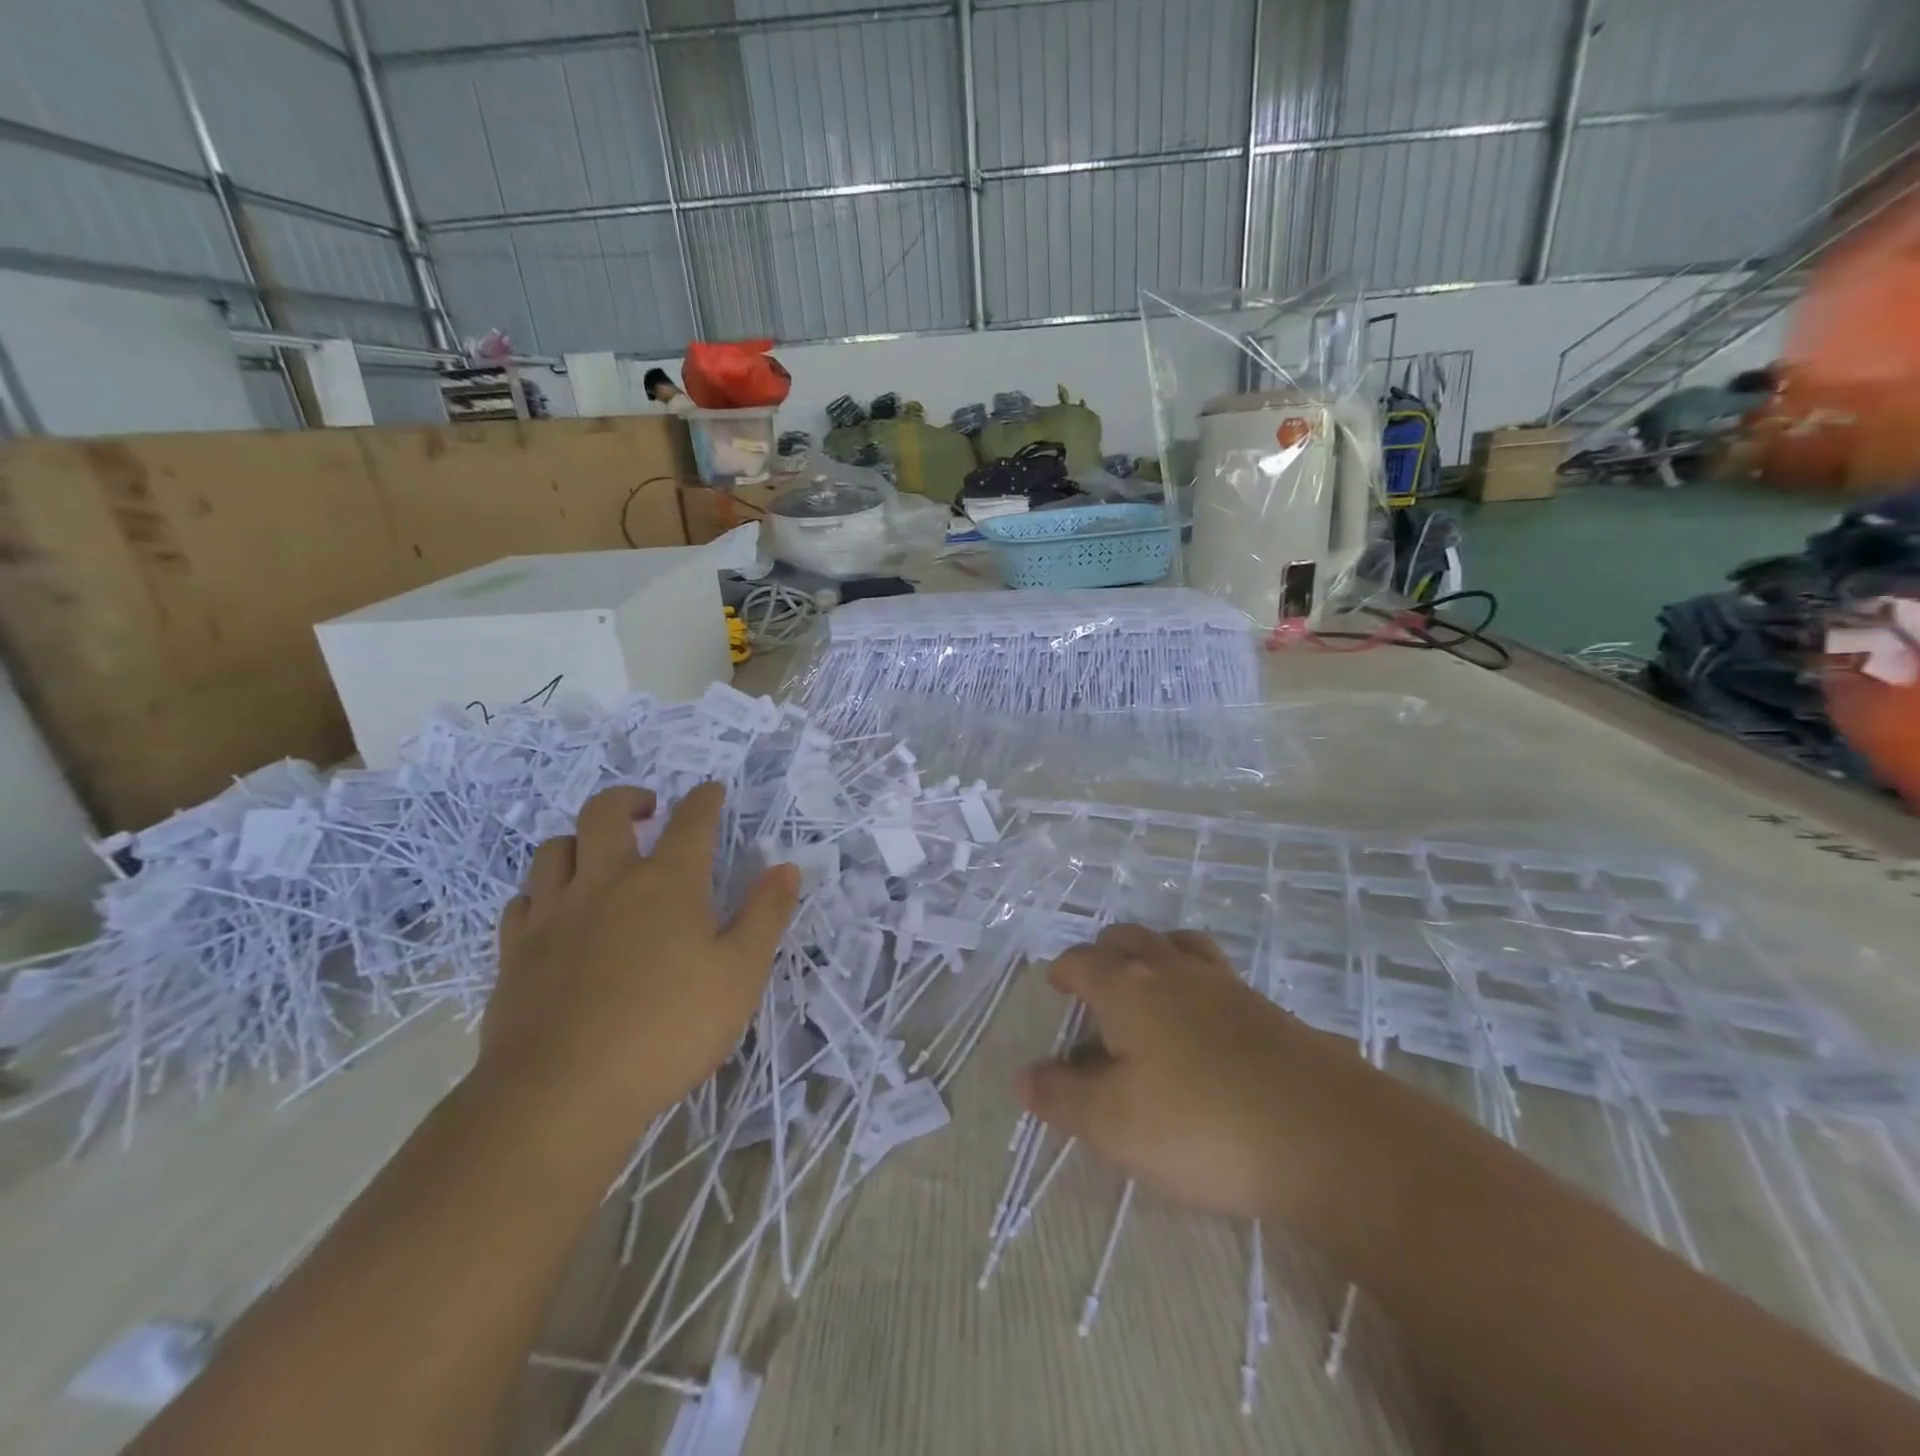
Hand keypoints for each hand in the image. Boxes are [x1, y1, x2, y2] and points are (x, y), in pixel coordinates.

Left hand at [476, 784, 799, 1139]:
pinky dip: (542, 892)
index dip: (704, 800)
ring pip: (555, 850)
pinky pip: (522, 901)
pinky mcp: (515, 952)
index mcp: (667, 882)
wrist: (562, 1093)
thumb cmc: (669, 1029)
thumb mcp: (740, 974)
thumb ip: (765, 915)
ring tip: (597, 853)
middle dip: (629, 798)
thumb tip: (786, 867)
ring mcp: (554, 914)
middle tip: (647, 808)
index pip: (690, 822)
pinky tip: (553, 910)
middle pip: (605, 814)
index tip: (711, 791)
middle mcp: (606, 882)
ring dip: (579, 839)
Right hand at [1017, 924, 1340, 1219]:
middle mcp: (1174, 972)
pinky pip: (1219, 976)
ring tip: (1151, 986)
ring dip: (1156, 954)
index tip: (1057, 984)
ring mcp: (1227, 986)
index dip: (1064, 970)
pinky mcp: (1268, 1010)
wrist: (1327, 1136)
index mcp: (1128, 989)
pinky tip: (1206, 1024)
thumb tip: (1024, 1076)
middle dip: (1107, 952)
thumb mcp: (1113, 1125)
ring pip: (1180, 945)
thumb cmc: (1201, 1126)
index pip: (1083, 961)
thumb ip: (1062, 1098)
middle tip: (1097, 982)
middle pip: (1132, 938)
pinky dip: (1198, 984)